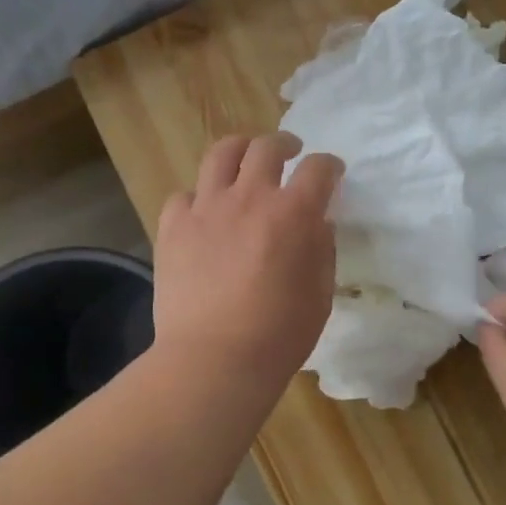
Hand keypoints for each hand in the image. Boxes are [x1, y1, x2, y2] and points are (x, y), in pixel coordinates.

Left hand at [153, 132, 343, 389]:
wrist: (214, 359)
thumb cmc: (279, 334)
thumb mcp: (320, 294)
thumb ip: (322, 250)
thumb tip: (316, 224)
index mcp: (293, 213)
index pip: (318, 169)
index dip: (329, 166)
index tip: (332, 173)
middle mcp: (250, 197)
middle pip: (267, 147)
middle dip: (284, 144)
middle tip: (290, 152)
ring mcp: (206, 208)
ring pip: (221, 154)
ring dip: (240, 149)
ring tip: (244, 157)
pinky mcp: (173, 226)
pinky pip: (184, 195)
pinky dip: (198, 197)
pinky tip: (204, 211)